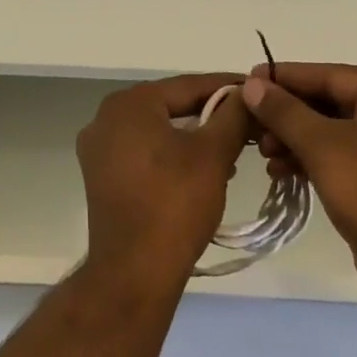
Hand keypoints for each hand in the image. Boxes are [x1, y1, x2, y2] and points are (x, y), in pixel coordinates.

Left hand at [77, 75, 249, 291]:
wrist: (134, 272)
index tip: (257, 90)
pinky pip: (144, 153)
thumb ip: (233, 115)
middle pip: (170, 105)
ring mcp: (99, 150)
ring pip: (158, 130)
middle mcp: (105, 118)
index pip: (187, 85)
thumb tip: (247, 92)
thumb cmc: (174, 204)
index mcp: (129, 104)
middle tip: (248, 122)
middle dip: (211, 114)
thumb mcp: (214, 154)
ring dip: (194, 137)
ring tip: (232, 151)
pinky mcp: (101, 177)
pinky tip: (201, 171)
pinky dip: (172, 155)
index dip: (227, 87)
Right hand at [241, 64, 356, 310]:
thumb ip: (284, 111)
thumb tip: (252, 83)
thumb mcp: (322, 145)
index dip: (285, 77)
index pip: (330, 75)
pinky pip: (344, 160)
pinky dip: (314, 162)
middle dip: (289, 116)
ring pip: (335, 134)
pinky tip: (283, 172)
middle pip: (331, 103)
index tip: (248, 80)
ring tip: (265, 154)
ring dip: (296, 141)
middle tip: (252, 126)